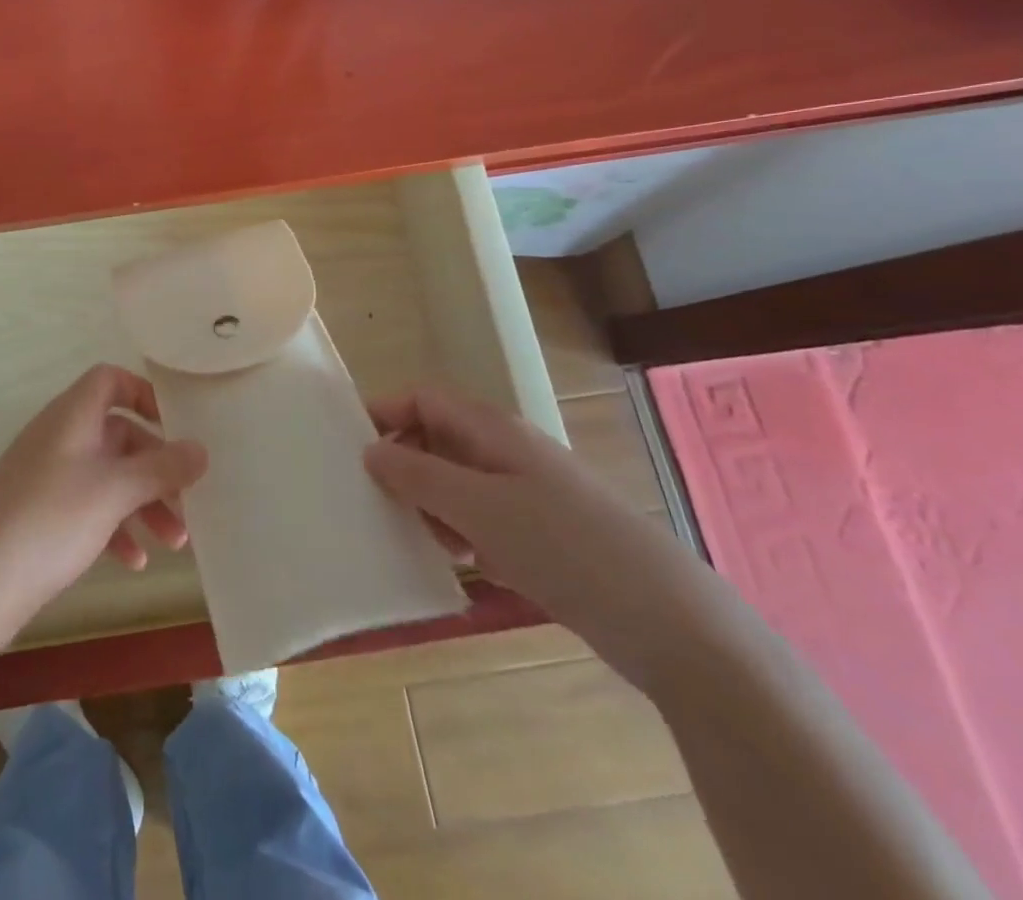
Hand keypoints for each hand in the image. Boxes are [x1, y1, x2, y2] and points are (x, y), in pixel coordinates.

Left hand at [0, 364, 207, 633]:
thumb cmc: (50, 518)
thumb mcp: (114, 491)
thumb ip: (161, 468)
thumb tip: (201, 449)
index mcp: (73, 415)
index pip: (110, 380)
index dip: (143, 394)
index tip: (176, 427)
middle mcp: (59, 437)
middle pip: (118, 435)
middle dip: (156, 468)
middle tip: (189, 503)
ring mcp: (47, 475)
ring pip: (107, 476)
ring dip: (142, 504)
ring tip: (175, 544)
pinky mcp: (39, 513)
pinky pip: (87, 507)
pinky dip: (114, 527)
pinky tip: (133, 562)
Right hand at [363, 388, 706, 689]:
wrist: (672, 623)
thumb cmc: (562, 547)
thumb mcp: (476, 507)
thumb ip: (416, 473)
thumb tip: (370, 449)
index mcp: (493, 429)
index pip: (423, 399)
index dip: (385, 414)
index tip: (350, 450)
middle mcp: (509, 450)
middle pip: (438, 437)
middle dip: (405, 464)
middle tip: (379, 502)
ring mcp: (531, 492)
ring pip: (459, 481)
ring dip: (432, 503)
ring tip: (420, 539)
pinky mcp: (546, 533)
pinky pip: (485, 517)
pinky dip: (464, 533)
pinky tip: (464, 565)